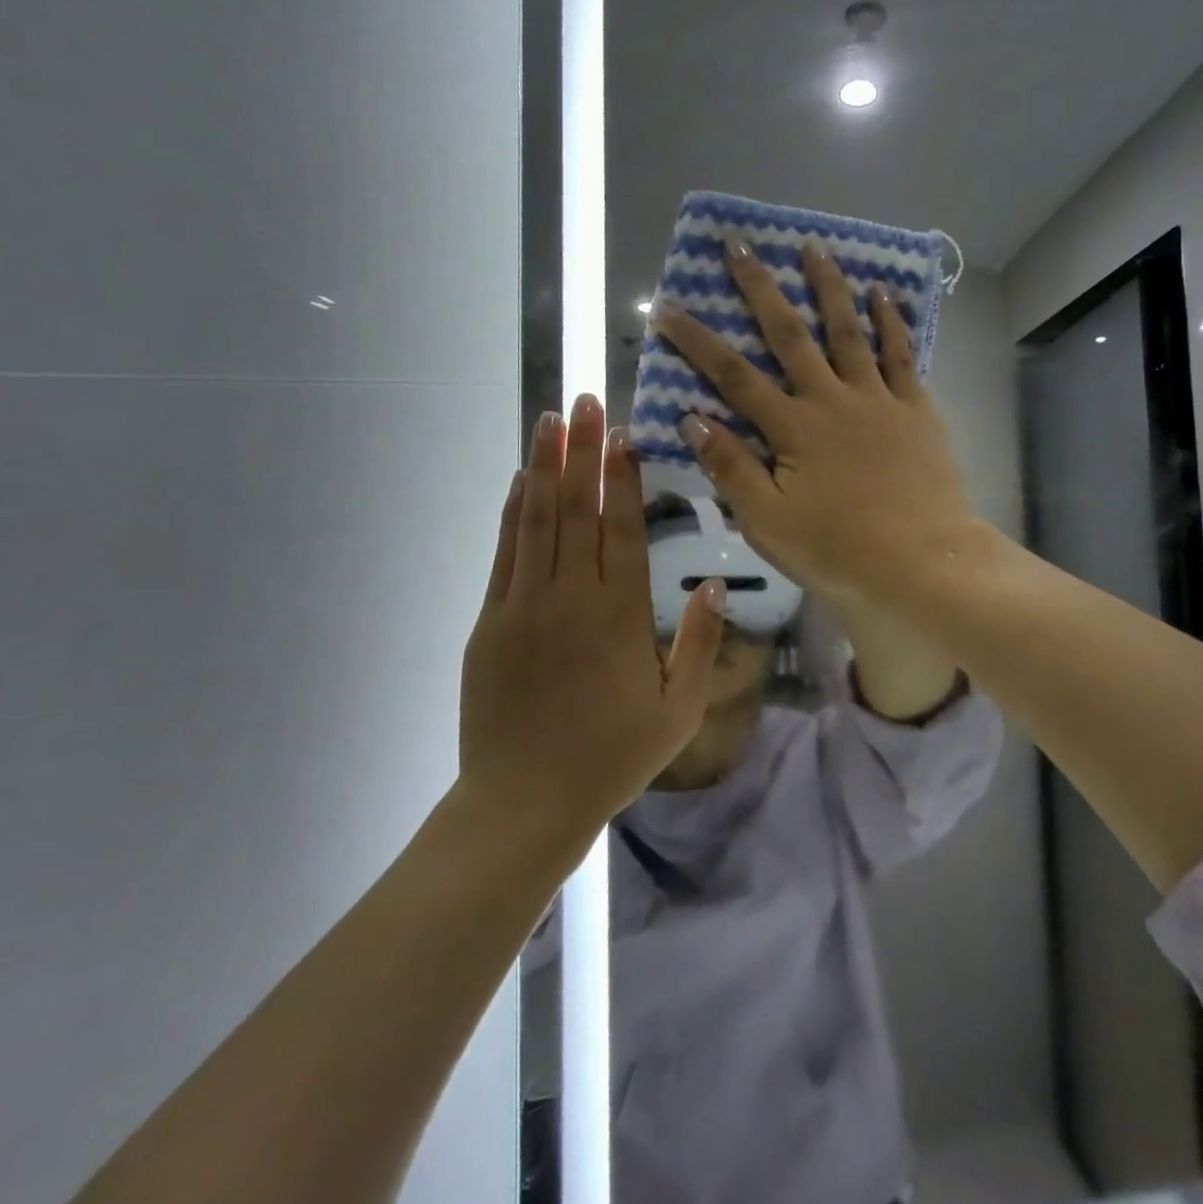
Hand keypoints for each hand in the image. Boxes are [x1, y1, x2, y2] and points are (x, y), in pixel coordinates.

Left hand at [459, 394, 724, 832]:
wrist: (524, 801)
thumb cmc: (612, 758)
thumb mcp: (678, 710)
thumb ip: (696, 643)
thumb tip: (711, 584)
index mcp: (619, 615)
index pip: (621, 529)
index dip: (622, 478)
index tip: (623, 434)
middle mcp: (570, 597)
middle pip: (578, 510)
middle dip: (583, 452)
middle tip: (586, 402)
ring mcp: (523, 605)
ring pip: (536, 520)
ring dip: (545, 467)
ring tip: (551, 421)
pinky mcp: (490, 622)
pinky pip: (505, 553)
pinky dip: (513, 512)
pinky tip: (521, 482)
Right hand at [652, 239, 977, 611]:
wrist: (922, 563)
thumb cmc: (839, 551)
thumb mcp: (769, 522)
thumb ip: (731, 468)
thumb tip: (692, 418)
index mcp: (792, 429)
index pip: (732, 376)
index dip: (695, 340)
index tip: (664, 306)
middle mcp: (832, 399)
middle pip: (789, 334)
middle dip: (759, 287)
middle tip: (739, 244)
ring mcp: (878, 399)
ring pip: (848, 330)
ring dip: (828, 286)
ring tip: (813, 247)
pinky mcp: (916, 408)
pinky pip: (901, 354)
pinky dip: (891, 321)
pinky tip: (883, 292)